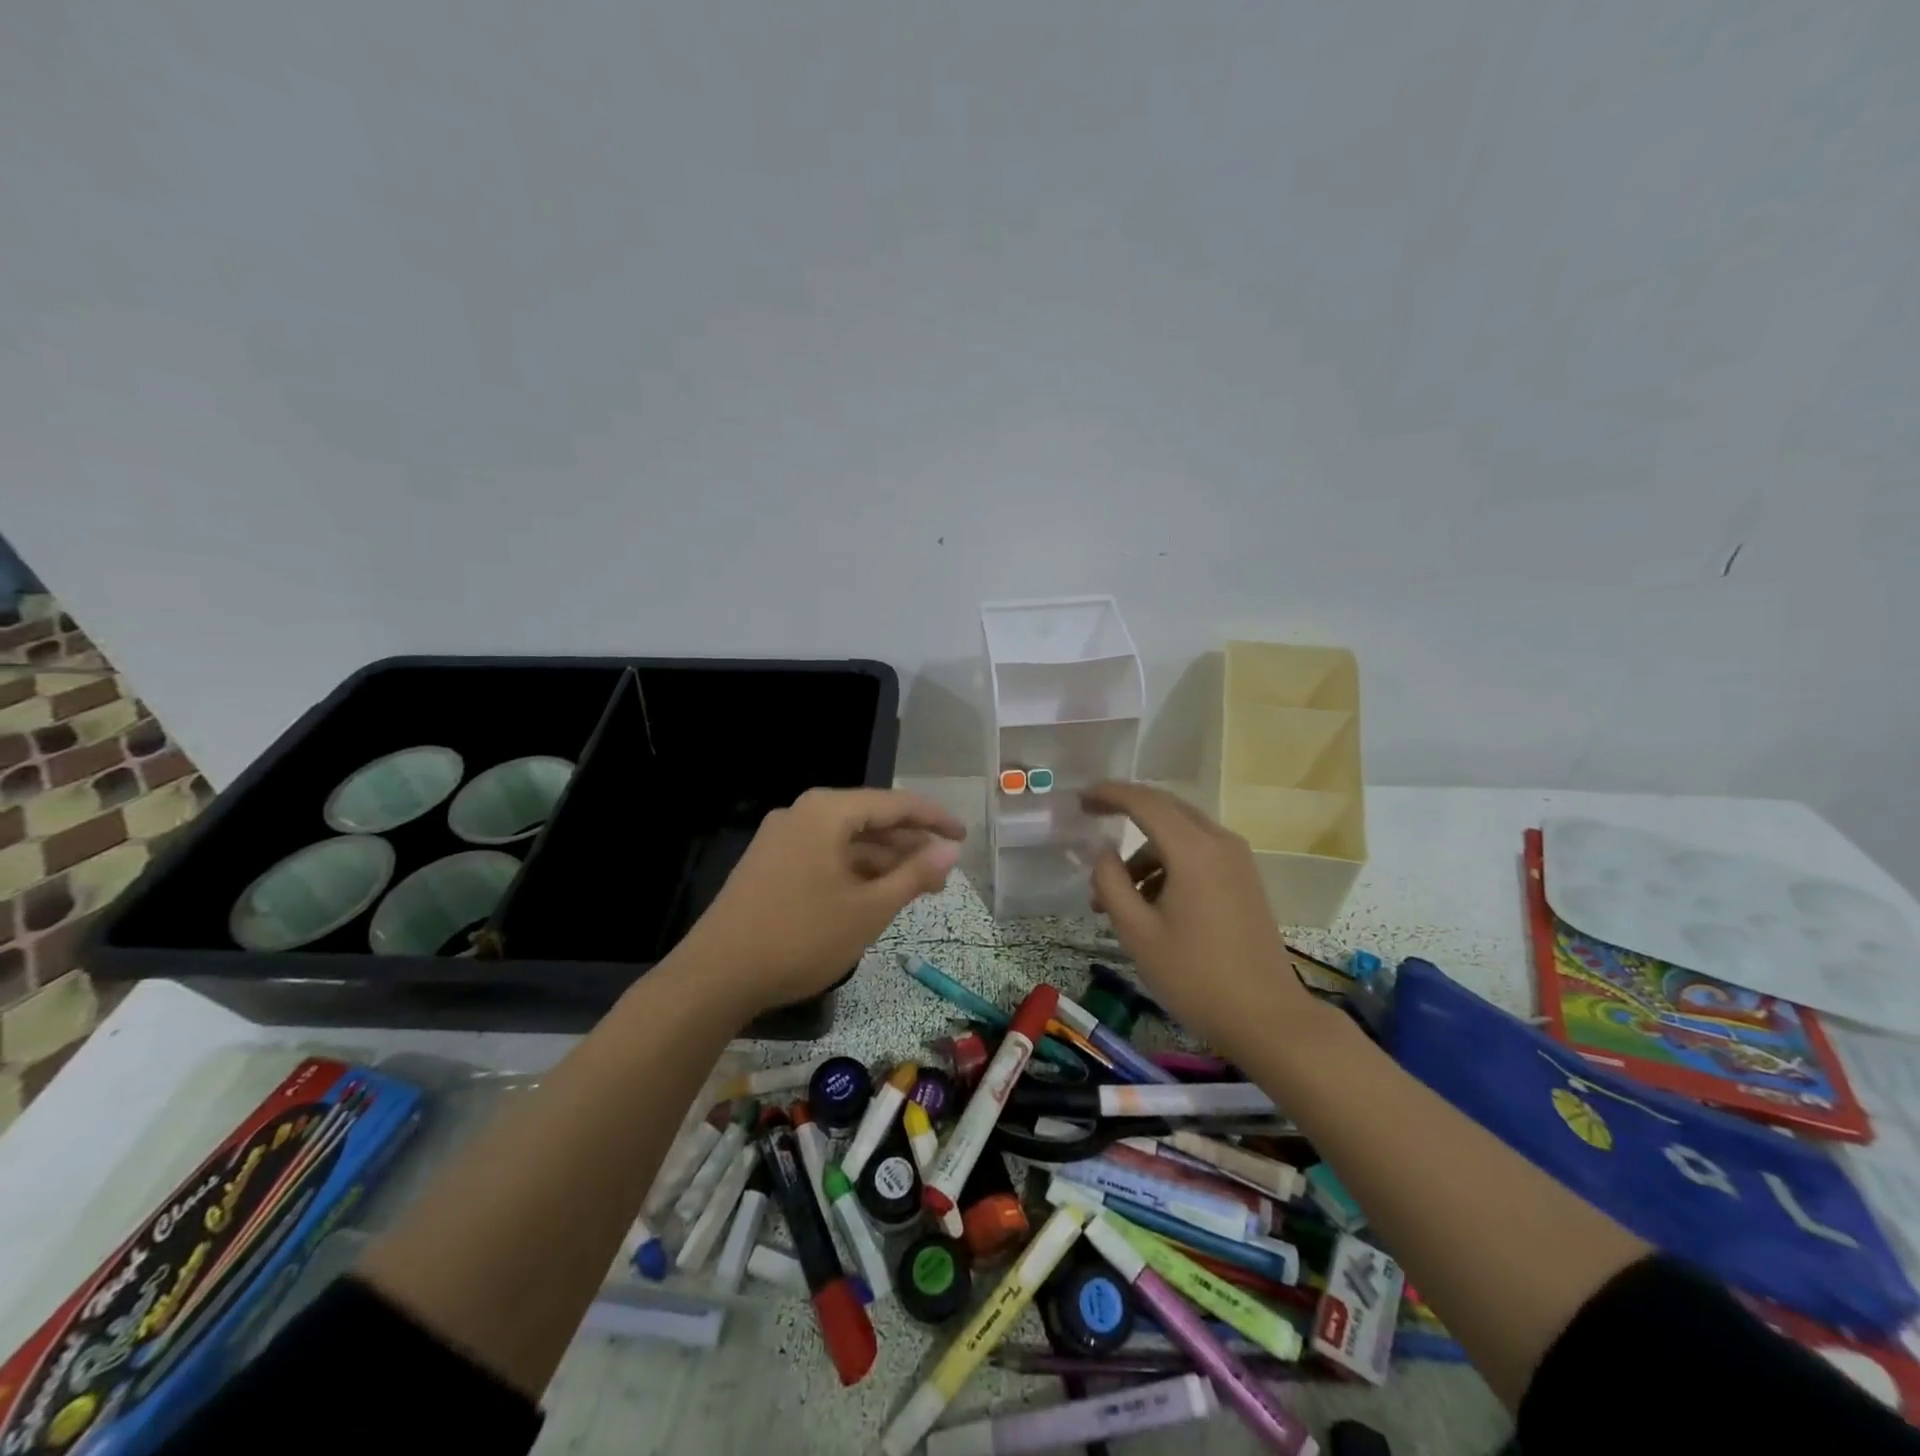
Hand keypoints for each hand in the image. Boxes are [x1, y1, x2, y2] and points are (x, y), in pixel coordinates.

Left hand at [676, 787, 965, 1015]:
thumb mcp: (868, 909)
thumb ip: (913, 875)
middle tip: (944, 874)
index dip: (934, 819)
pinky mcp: (769, 863)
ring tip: (916, 889)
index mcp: (827, 812)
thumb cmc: (801, 937)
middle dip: (909, 846)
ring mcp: (781, 838)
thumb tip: (950, 850)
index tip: (964, 836)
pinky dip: (854, 871)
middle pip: (869, 819)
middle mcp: (802, 813)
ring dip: (883, 862)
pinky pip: (824, 856)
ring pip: (846, 841)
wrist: (714, 977)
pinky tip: (873, 894)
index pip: (895, 803)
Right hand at [1082, 781, 1314, 1054]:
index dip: (1109, 794)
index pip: (1144, 802)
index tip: (1080, 798)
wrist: (1267, 1018)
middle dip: (1125, 814)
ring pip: (1180, 835)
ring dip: (1144, 853)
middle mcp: (1220, 843)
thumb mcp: (1137, 932)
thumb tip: (1102, 851)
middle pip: (1165, 810)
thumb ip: (1111, 882)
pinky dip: (1167, 865)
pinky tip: (1150, 905)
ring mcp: (1237, 861)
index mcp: (1193, 850)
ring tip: (1115, 898)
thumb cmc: (1195, 976)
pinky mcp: (1244, 880)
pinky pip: (1198, 854)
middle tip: (1090, 823)